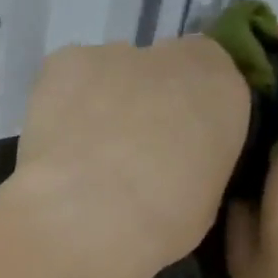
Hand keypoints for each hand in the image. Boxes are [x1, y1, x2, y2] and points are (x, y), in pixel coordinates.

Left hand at [8, 38, 250, 277]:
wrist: (88, 215)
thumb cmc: (160, 223)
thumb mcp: (205, 201)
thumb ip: (197, 164)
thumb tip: (176, 167)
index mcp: (224, 90)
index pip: (214, 82)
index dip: (189, 114)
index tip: (173, 147)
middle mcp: (175, 58)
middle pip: (162, 71)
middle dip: (146, 103)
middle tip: (125, 152)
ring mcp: (115, 54)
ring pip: (111, 73)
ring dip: (101, 103)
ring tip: (81, 155)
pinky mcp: (64, 61)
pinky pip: (66, 78)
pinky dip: (60, 104)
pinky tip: (53, 142)